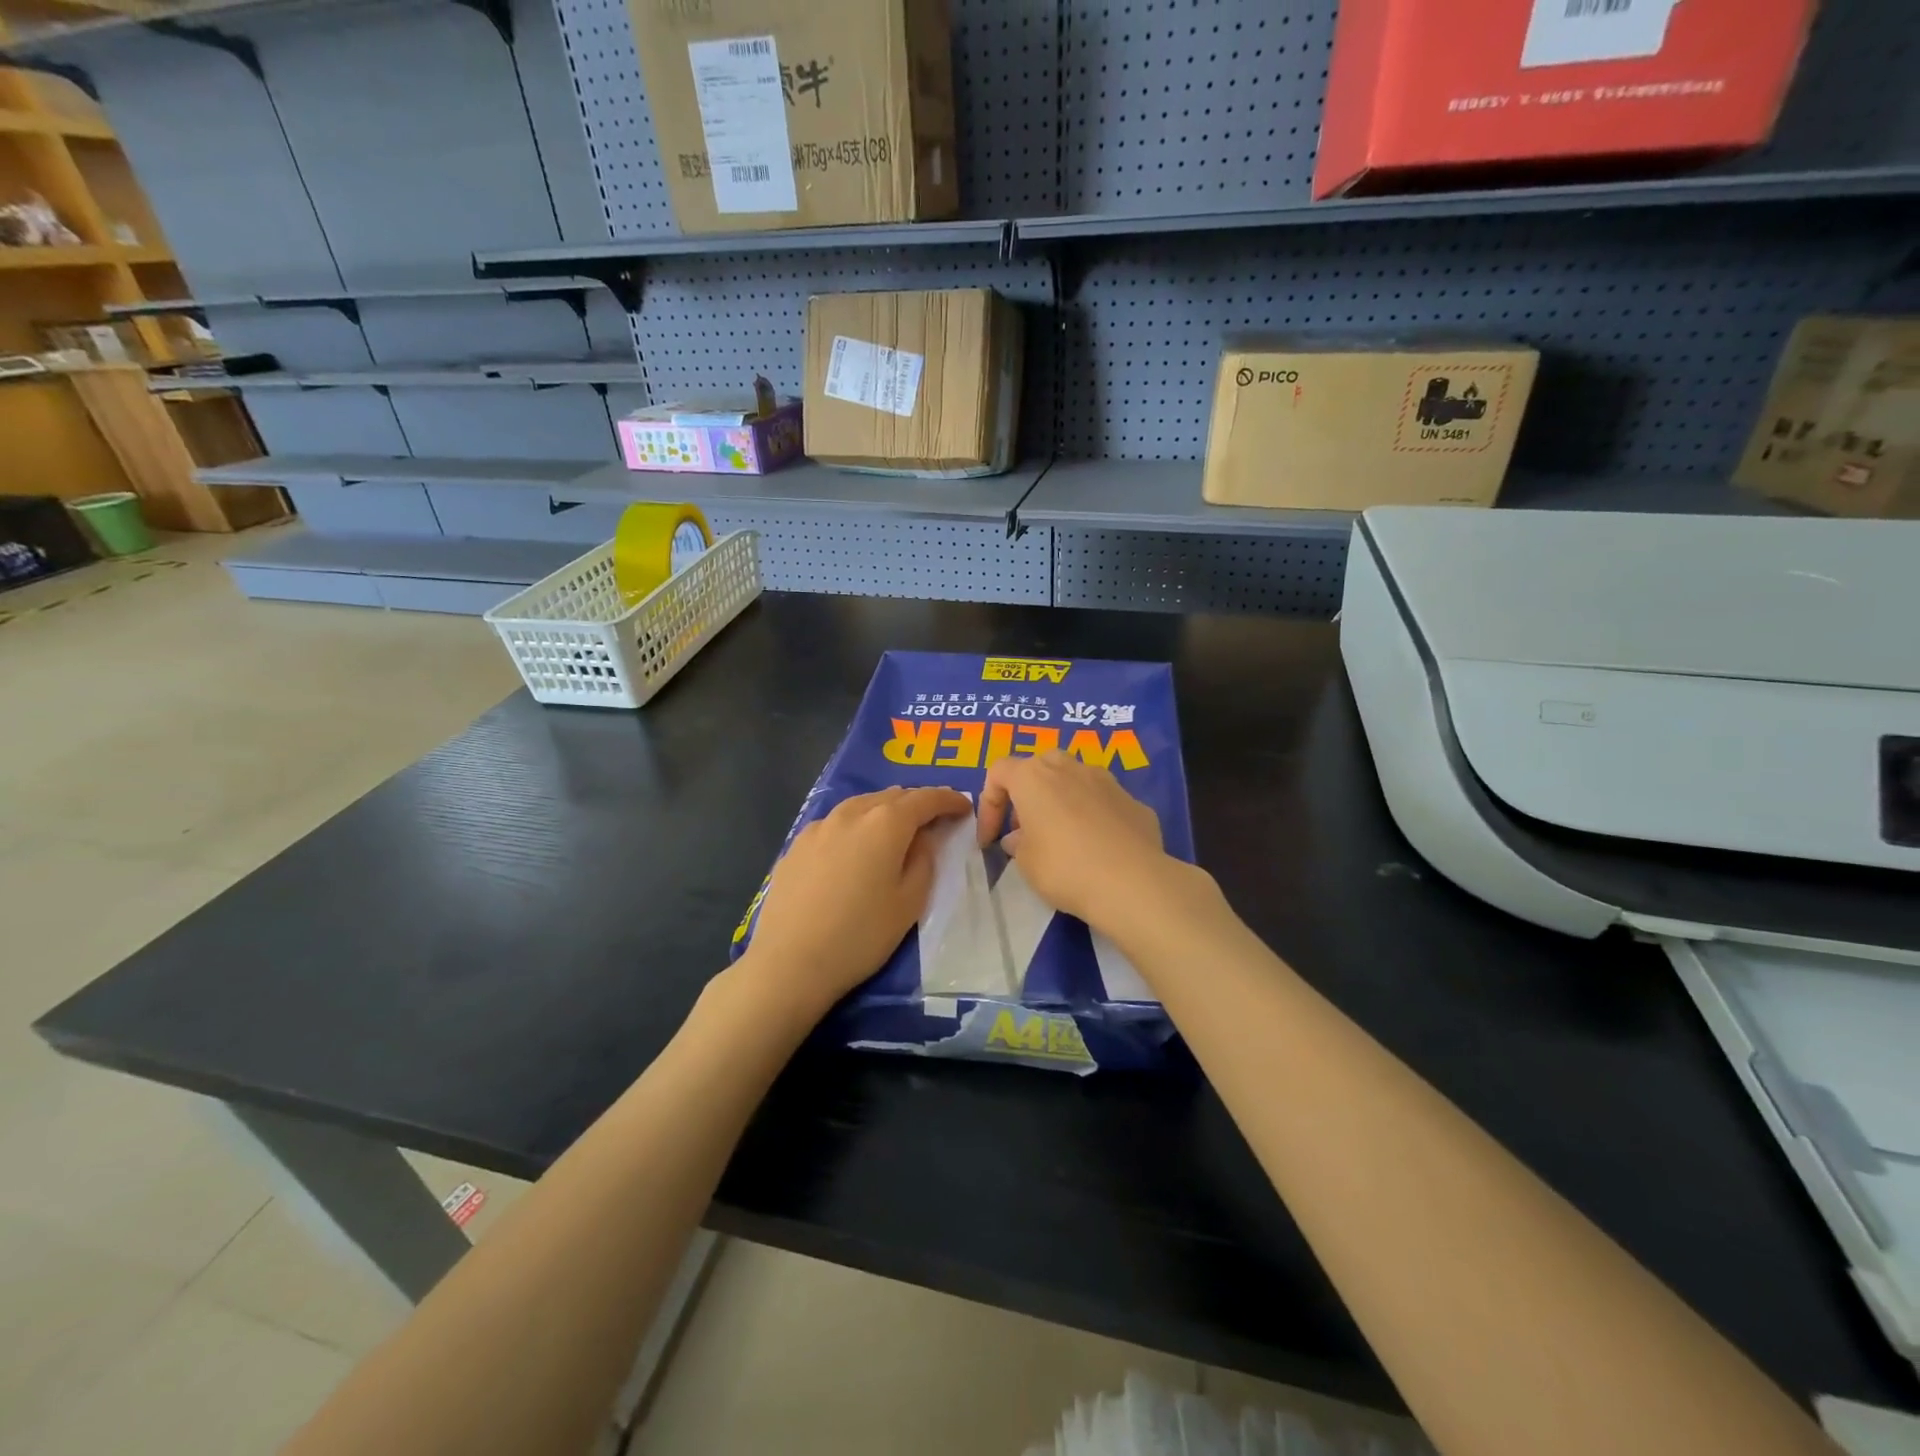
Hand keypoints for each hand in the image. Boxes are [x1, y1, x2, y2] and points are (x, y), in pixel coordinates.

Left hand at [745, 786, 970, 1015]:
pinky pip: (837, 823)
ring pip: (861, 805)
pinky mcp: (797, 844)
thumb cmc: (861, 935)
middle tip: (934, 818)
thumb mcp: (909, 902)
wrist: (789, 962)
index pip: (926, 799)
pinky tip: (855, 846)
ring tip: (897, 827)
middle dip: (917, 803)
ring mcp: (819, 826)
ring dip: (885, 809)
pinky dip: (856, 825)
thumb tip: (922, 837)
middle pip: (892, 796)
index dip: (948, 800)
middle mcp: (852, 813)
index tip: (964, 807)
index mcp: (886, 823)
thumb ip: (923, 860)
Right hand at [976, 751, 1172, 929]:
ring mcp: (1106, 780)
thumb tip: (1020, 838)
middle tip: (1027, 829)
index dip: (989, 804)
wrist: (1132, 882)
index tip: (991, 839)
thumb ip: (1018, 844)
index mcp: (1034, 777)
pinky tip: (1099, 849)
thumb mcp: (1025, 863)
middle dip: (1029, 793)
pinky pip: (1104, 802)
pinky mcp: (1134, 800)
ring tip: (1063, 837)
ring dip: (1063, 801)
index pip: (999, 772)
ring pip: (1075, 780)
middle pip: (1040, 766)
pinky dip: (1094, 818)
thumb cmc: (1064, 868)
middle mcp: (1069, 768)